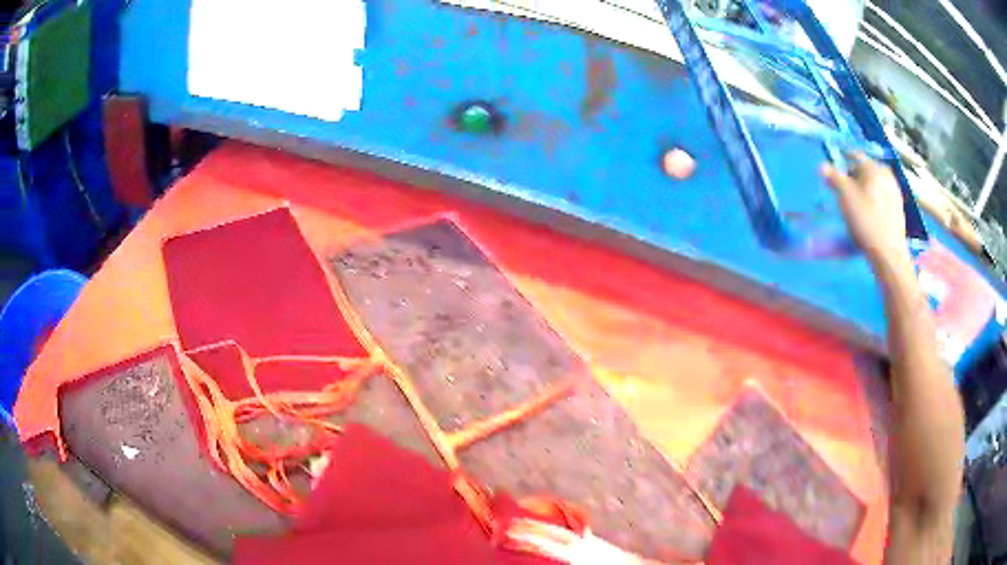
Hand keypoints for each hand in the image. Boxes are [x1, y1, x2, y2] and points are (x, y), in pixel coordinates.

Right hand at [821, 155, 910, 267]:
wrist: (889, 254)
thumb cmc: (866, 221)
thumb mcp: (845, 197)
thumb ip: (834, 178)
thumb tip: (822, 166)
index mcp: (874, 167)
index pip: (854, 156)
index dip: (842, 162)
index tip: (834, 174)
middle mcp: (886, 175)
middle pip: (865, 170)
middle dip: (854, 177)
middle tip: (844, 191)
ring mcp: (894, 192)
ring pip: (874, 184)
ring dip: (864, 190)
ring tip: (855, 205)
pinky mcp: (898, 209)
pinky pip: (881, 197)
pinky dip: (873, 201)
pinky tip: (868, 215)